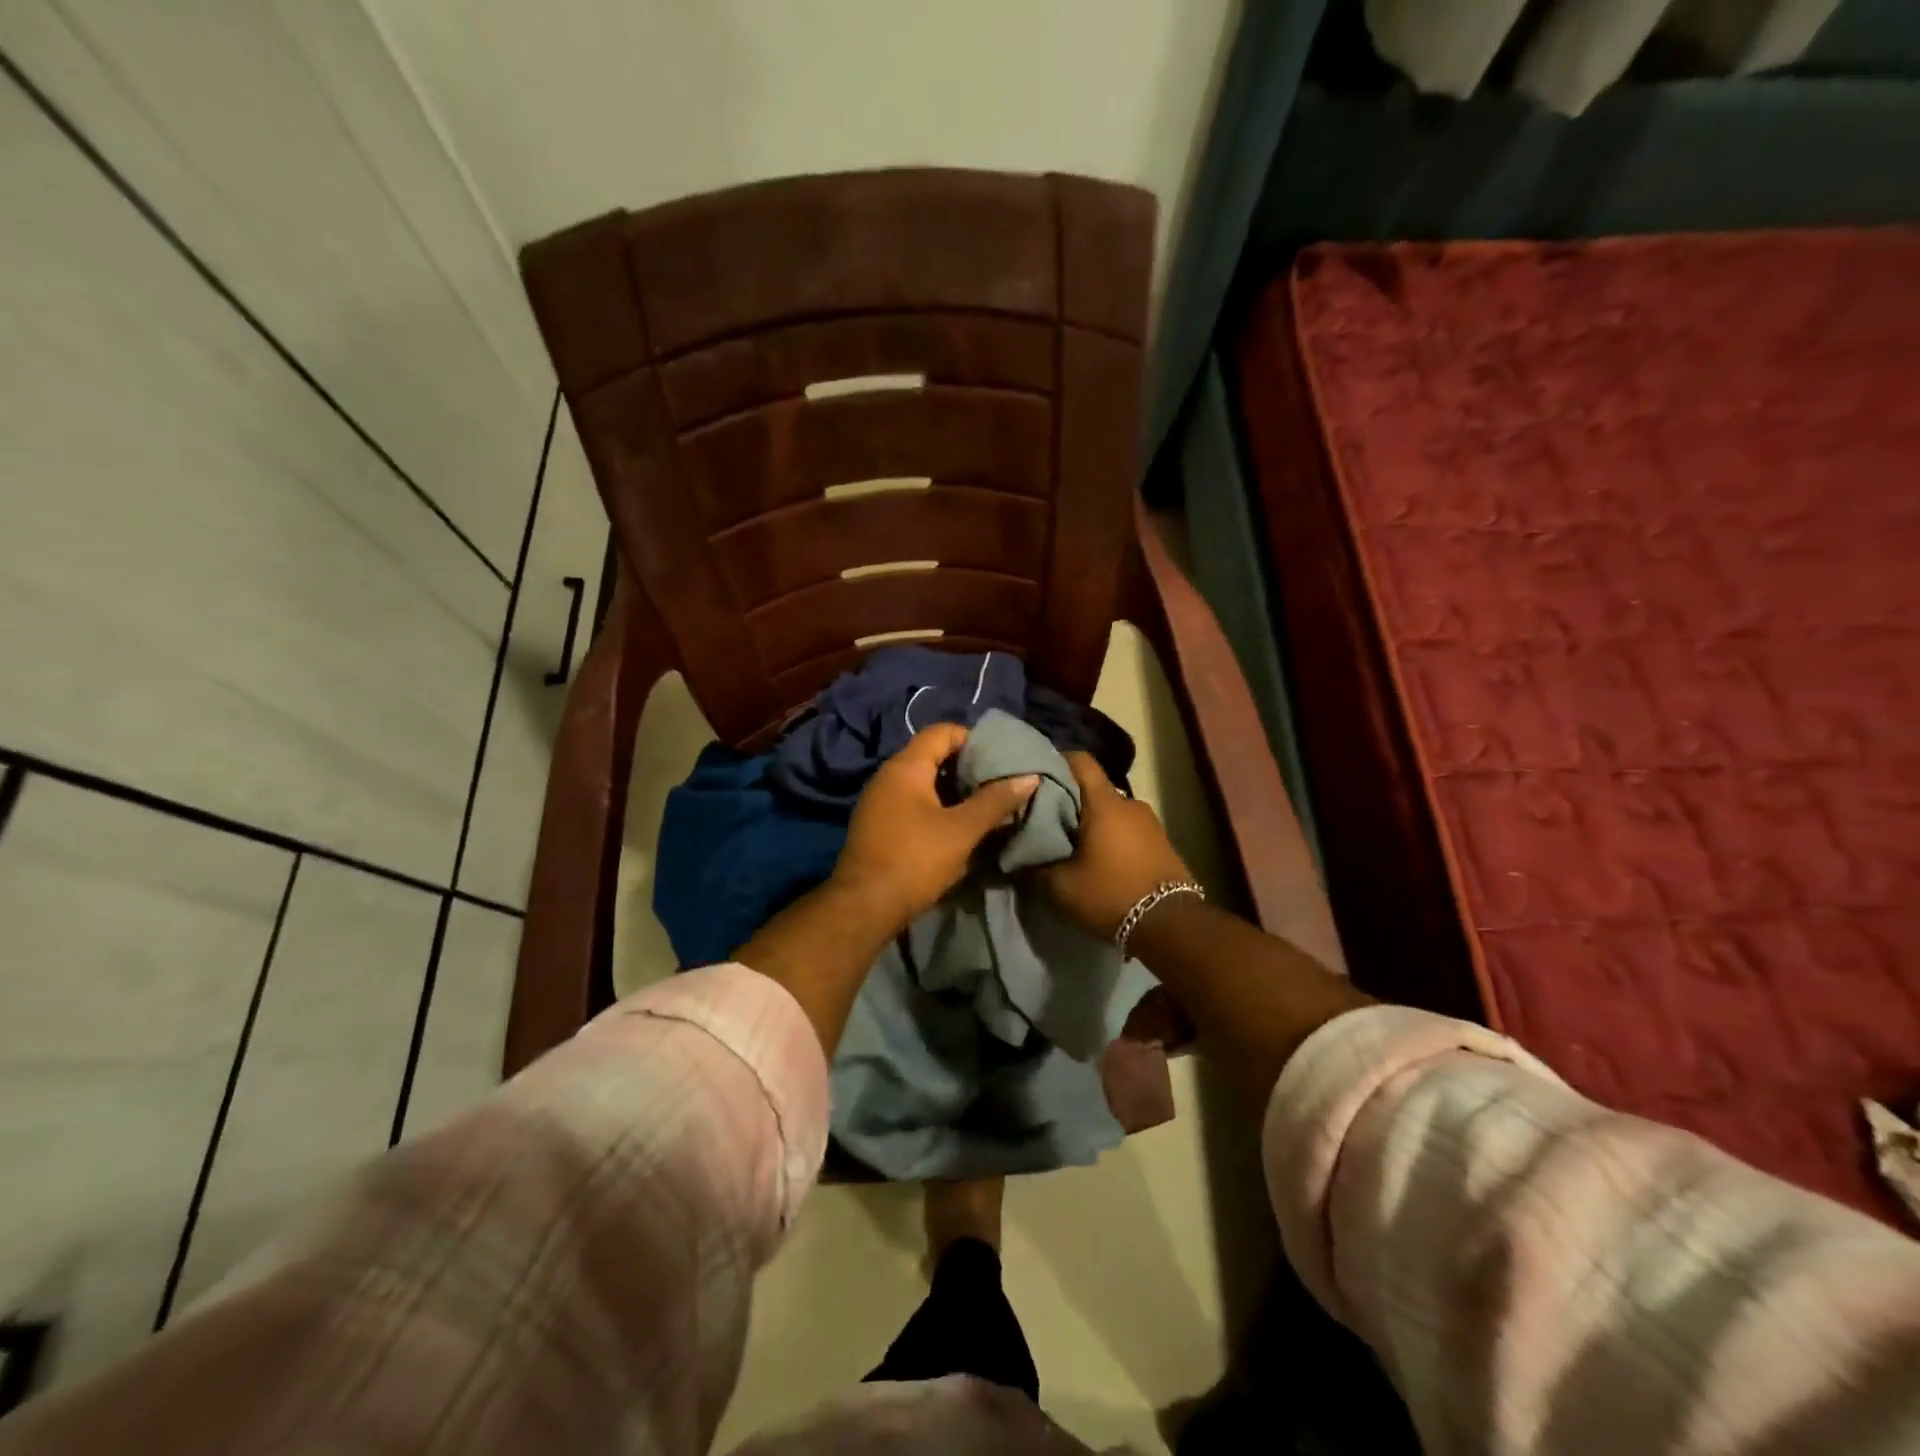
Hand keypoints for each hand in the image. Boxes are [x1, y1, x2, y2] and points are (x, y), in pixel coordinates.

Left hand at [831, 723, 1038, 935]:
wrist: (865, 906)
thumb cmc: (915, 859)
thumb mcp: (962, 830)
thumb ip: (996, 801)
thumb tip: (1030, 777)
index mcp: (906, 766)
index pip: (943, 732)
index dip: (974, 739)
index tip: (1000, 758)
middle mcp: (889, 776)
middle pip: (934, 756)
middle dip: (968, 768)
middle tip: (999, 783)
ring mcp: (880, 801)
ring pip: (925, 783)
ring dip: (955, 792)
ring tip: (986, 805)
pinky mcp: (879, 825)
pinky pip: (914, 804)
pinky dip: (938, 808)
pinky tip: (960, 828)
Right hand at [1038, 753, 1192, 938]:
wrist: (1171, 925)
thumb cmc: (1111, 894)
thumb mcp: (1060, 886)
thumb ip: (1034, 866)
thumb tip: (1015, 856)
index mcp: (1104, 803)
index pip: (1080, 761)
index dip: (1056, 761)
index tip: (1035, 776)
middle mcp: (1130, 803)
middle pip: (1093, 788)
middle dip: (1069, 798)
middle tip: (1044, 818)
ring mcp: (1150, 822)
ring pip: (1110, 810)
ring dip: (1091, 821)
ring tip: (1070, 842)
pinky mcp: (1161, 842)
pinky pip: (1126, 828)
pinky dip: (1109, 835)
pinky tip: (1097, 858)